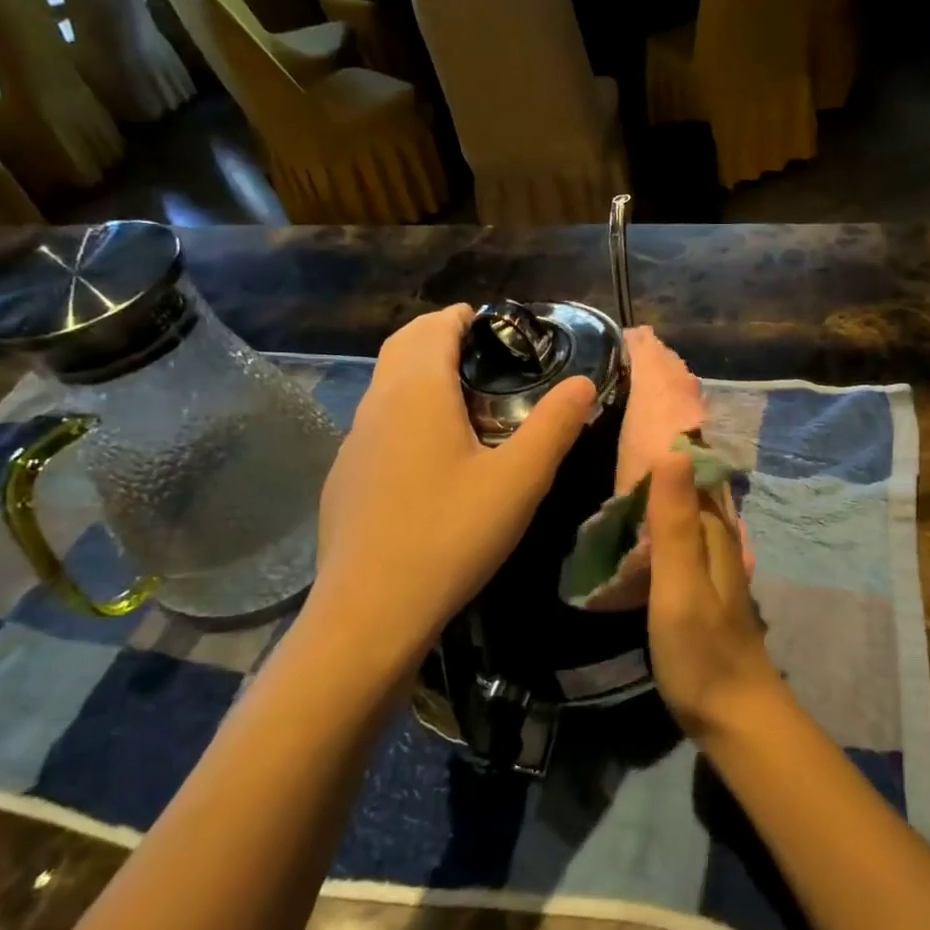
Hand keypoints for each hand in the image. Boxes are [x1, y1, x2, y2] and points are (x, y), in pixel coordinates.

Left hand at [306, 305, 596, 674]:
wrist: (370, 611)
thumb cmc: (451, 535)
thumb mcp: (519, 480)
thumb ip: (555, 425)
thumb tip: (583, 383)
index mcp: (417, 392)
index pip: (434, 327)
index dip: (463, 317)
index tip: (497, 326)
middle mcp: (377, 405)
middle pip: (403, 347)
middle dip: (439, 337)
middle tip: (485, 355)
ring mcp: (353, 443)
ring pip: (386, 386)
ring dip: (420, 375)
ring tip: (464, 400)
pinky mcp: (345, 478)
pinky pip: (377, 425)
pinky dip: (405, 413)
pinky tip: (430, 457)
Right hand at [645, 451, 779, 737]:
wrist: (733, 715)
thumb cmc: (702, 650)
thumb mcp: (681, 584)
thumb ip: (675, 522)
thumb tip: (674, 451)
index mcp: (715, 533)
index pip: (696, 471)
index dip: (671, 443)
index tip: (635, 417)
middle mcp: (719, 542)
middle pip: (693, 491)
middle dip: (664, 465)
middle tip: (617, 442)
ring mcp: (714, 569)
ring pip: (687, 517)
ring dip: (662, 495)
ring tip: (619, 477)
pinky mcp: (703, 591)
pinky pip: (682, 543)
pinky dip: (661, 527)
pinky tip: (638, 532)